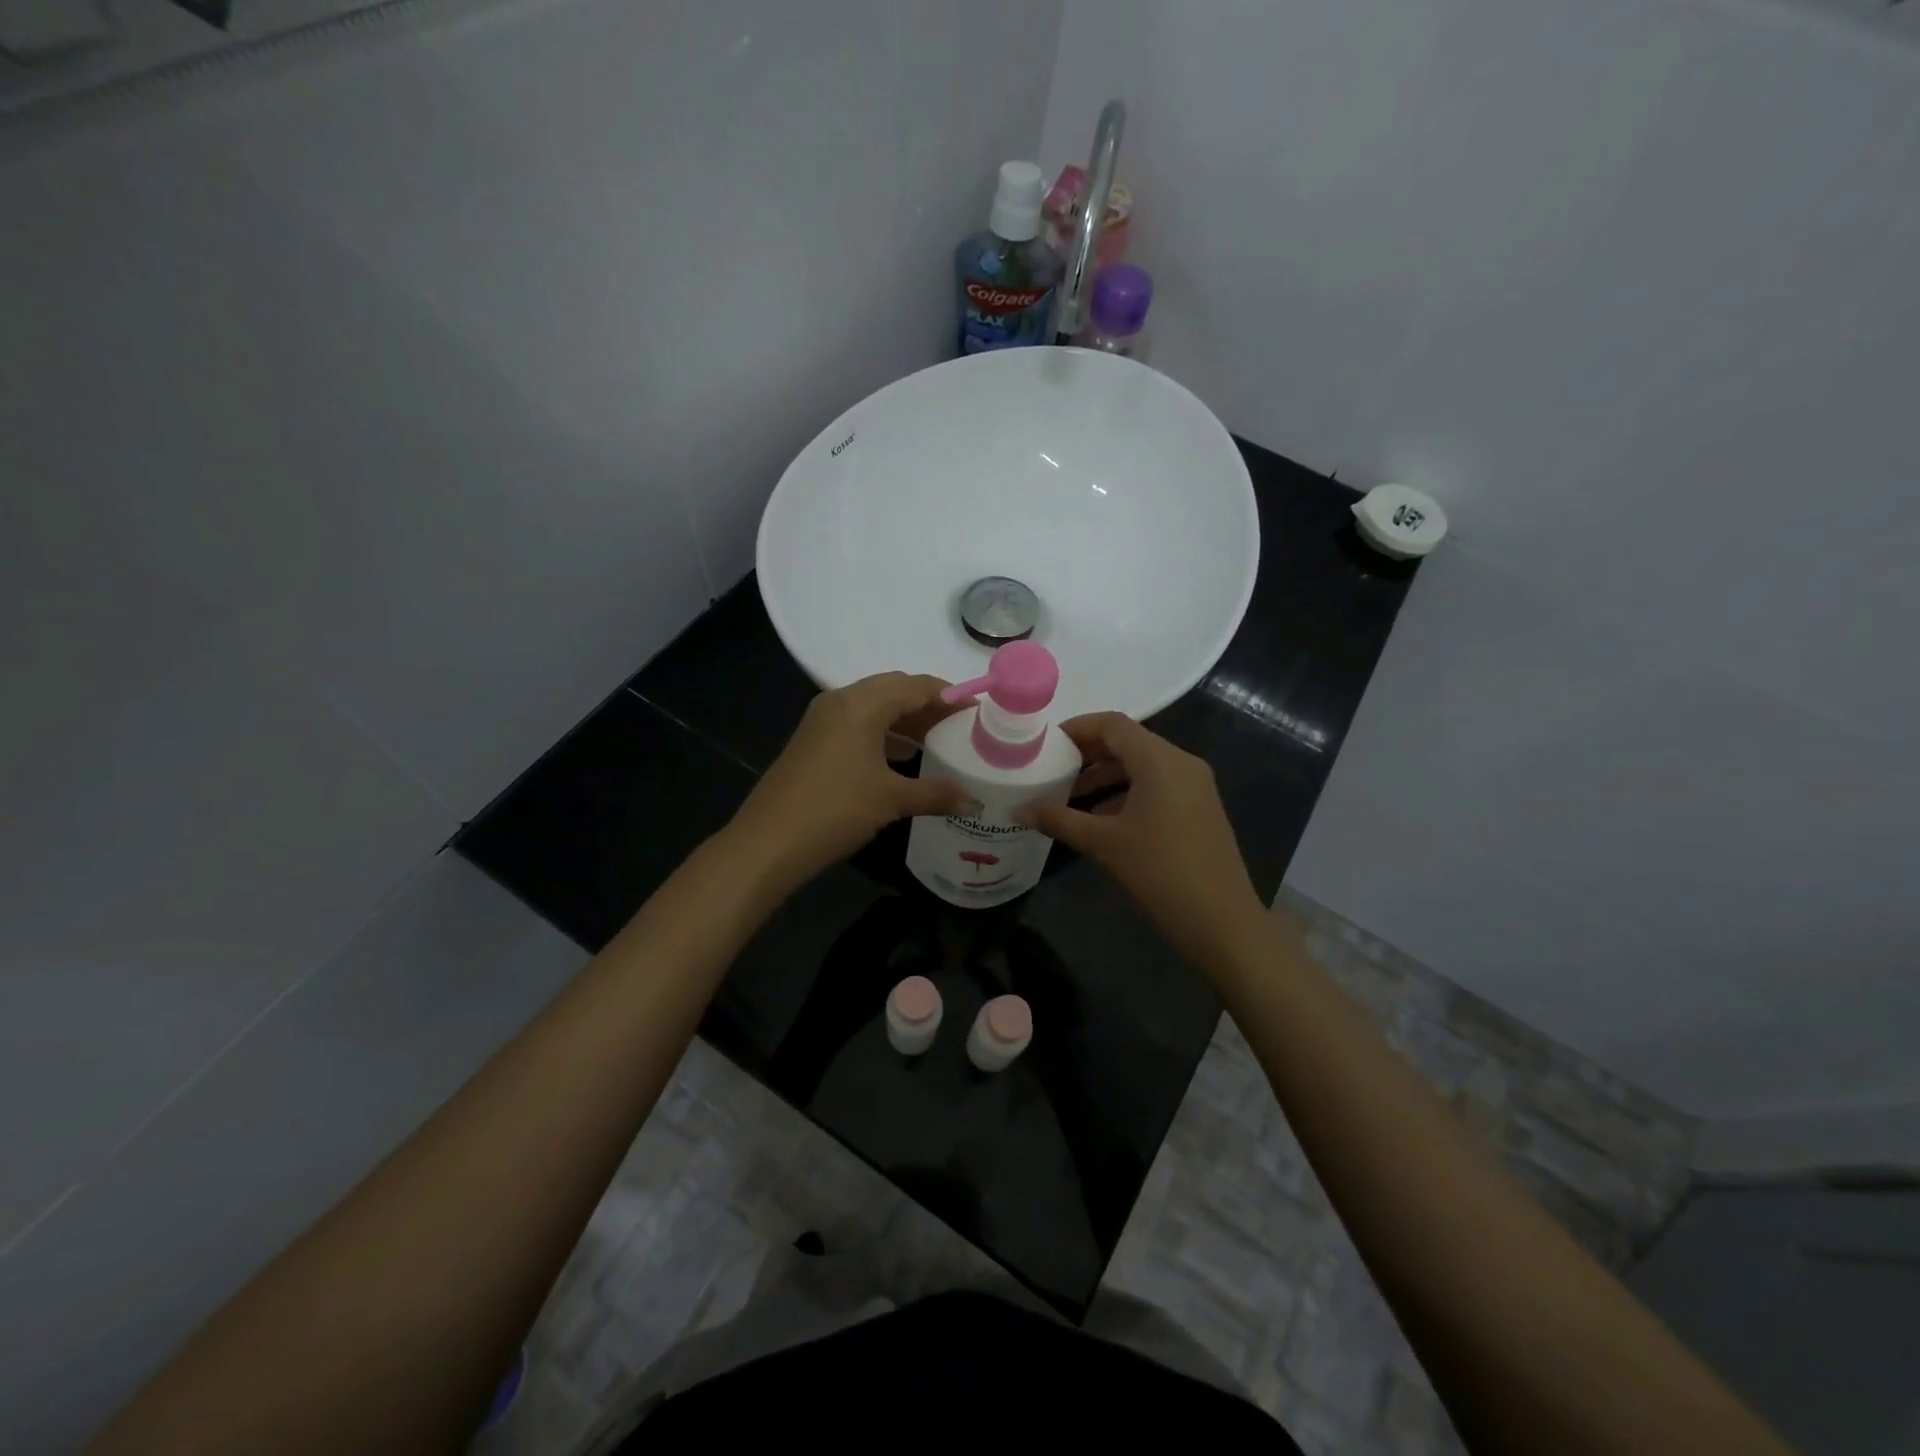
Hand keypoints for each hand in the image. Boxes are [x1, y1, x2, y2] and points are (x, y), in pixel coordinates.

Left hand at [727, 672, 972, 889]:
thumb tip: (974, 803)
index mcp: (861, 704)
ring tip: (935, 741)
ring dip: (904, 719)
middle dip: (927, 704)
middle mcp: (840, 701)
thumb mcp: (891, 800)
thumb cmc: (836, 809)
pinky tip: (900, 757)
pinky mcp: (812, 740)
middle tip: (957, 725)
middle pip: (893, 690)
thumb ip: (936, 794)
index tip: (976, 710)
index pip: (914, 686)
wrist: (769, 842)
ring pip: (873, 706)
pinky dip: (883, 733)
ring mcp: (821, 720)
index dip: (948, 695)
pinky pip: (856, 723)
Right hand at [1024, 713, 1265, 970]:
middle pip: (1128, 741)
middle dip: (1088, 753)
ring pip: (1143, 765)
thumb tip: (1018, 810)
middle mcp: (1181, 763)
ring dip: (1106, 775)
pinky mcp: (1199, 808)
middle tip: (1052, 769)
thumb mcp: (1103, 843)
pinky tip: (1101, 818)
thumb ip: (1059, 820)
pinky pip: (1157, 785)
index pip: (1113, 724)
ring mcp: (1195, 786)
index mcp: (1160, 761)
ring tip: (1069, 796)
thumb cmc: (1159, 872)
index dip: (1077, 729)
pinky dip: (1127, 792)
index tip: (1046, 745)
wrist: (1222, 922)